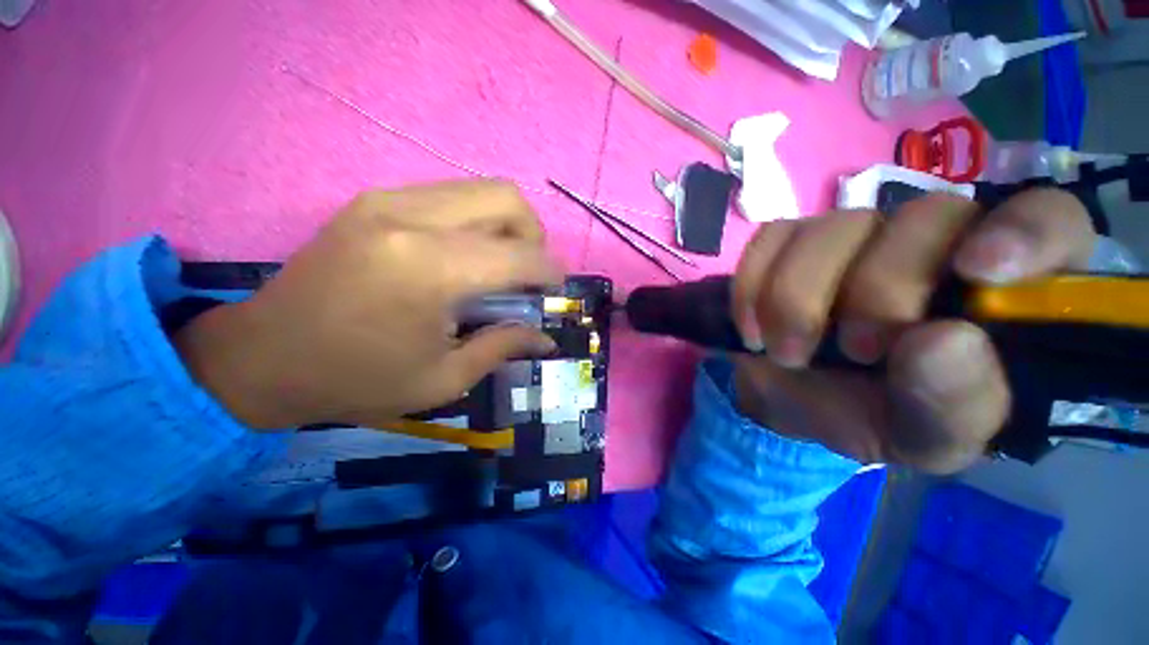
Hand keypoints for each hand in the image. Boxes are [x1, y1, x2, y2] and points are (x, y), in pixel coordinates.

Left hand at [176, 180, 560, 429]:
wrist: (263, 357)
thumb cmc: (357, 379)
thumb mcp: (442, 379)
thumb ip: (503, 346)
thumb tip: (545, 337)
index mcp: (430, 269)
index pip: (520, 254)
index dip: (550, 270)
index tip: (556, 288)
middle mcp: (412, 218)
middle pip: (507, 198)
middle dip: (534, 235)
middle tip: (529, 271)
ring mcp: (389, 200)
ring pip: (481, 190)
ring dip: (506, 225)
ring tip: (500, 264)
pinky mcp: (375, 199)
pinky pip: (450, 196)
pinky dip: (475, 220)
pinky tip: (464, 255)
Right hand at [731, 189, 1095, 472]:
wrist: (794, 398)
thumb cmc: (875, 416)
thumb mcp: (927, 437)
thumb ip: (954, 404)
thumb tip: (944, 343)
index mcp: (1000, 291)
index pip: (1050, 219)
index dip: (1024, 232)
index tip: (977, 272)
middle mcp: (934, 244)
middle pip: (925, 216)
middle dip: (876, 290)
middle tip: (850, 350)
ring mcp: (855, 234)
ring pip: (832, 226)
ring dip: (796, 297)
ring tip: (785, 351)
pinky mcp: (790, 242)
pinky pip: (770, 239)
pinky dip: (752, 286)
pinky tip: (752, 326)